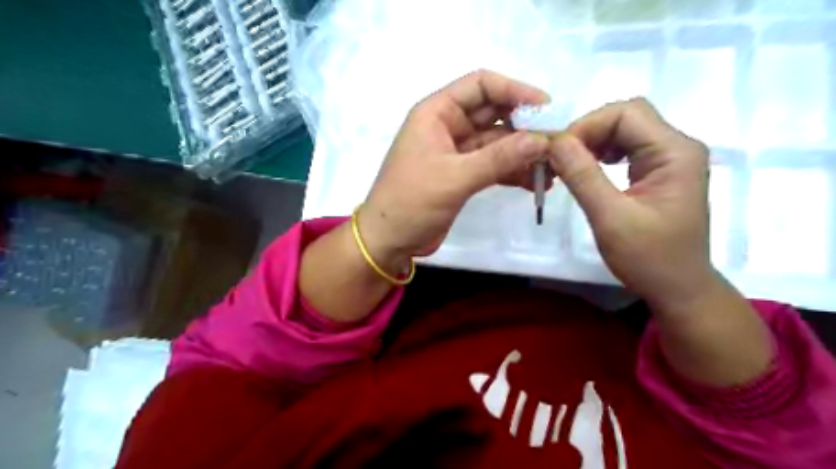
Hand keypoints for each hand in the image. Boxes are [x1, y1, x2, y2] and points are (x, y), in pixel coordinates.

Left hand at [358, 69, 548, 271]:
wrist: (389, 241)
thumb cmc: (411, 202)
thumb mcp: (454, 177)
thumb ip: (498, 158)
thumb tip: (542, 141)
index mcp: (437, 113)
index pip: (481, 85)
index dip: (515, 91)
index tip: (546, 109)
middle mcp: (448, 127)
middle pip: (494, 113)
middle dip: (525, 126)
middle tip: (557, 142)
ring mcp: (456, 152)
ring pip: (497, 142)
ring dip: (523, 153)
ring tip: (553, 168)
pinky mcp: (463, 175)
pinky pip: (493, 165)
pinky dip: (513, 172)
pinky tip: (536, 182)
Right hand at [550, 98, 719, 311]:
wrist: (678, 289)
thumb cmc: (648, 258)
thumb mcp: (610, 218)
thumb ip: (583, 176)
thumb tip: (555, 141)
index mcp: (675, 152)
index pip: (627, 113)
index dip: (587, 126)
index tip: (557, 153)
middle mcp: (677, 147)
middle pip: (626, 117)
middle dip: (588, 132)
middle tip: (560, 159)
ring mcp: (669, 159)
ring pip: (624, 131)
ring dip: (592, 142)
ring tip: (569, 165)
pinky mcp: (659, 173)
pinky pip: (626, 149)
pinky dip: (601, 154)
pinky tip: (587, 171)